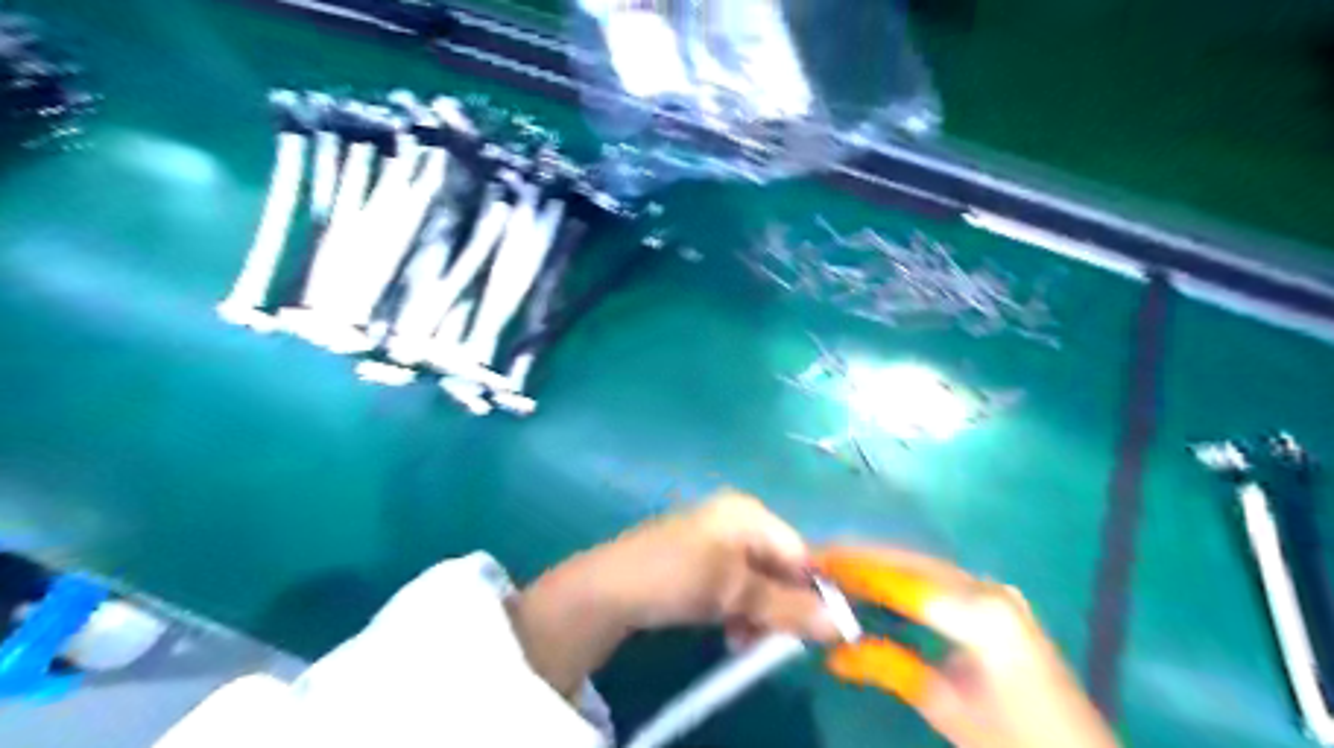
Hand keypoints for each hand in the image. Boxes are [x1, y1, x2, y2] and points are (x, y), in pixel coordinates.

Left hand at [513, 495, 829, 697]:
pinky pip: (736, 585)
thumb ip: (787, 607)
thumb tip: (839, 624)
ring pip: (759, 580)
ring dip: (759, 613)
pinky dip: (738, 608)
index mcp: (749, 514)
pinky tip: (728, 631)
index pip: (800, 551)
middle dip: (779, 606)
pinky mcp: (702, 559)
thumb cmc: (678, 576)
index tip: (814, 630)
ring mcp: (718, 538)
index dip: (811, 590)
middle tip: (770, 641)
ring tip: (742, 640)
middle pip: (780, 566)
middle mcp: (738, 519)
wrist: (610, 587)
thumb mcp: (734, 593)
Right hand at [825, 544, 1115, 746]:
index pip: (902, 580)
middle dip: (862, 558)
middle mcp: (988, 590)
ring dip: (880, 564)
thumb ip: (891, 668)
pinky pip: (938, 580)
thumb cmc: (1019, 744)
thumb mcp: (950, 711)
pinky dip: (902, 578)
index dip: (855, 569)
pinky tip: (877, 585)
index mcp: (980, 615)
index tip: (814, 563)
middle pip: (911, 562)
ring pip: (923, 566)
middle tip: (817, 560)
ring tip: (837, 567)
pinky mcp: (997, 604)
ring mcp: (996, 594)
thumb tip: (833, 652)